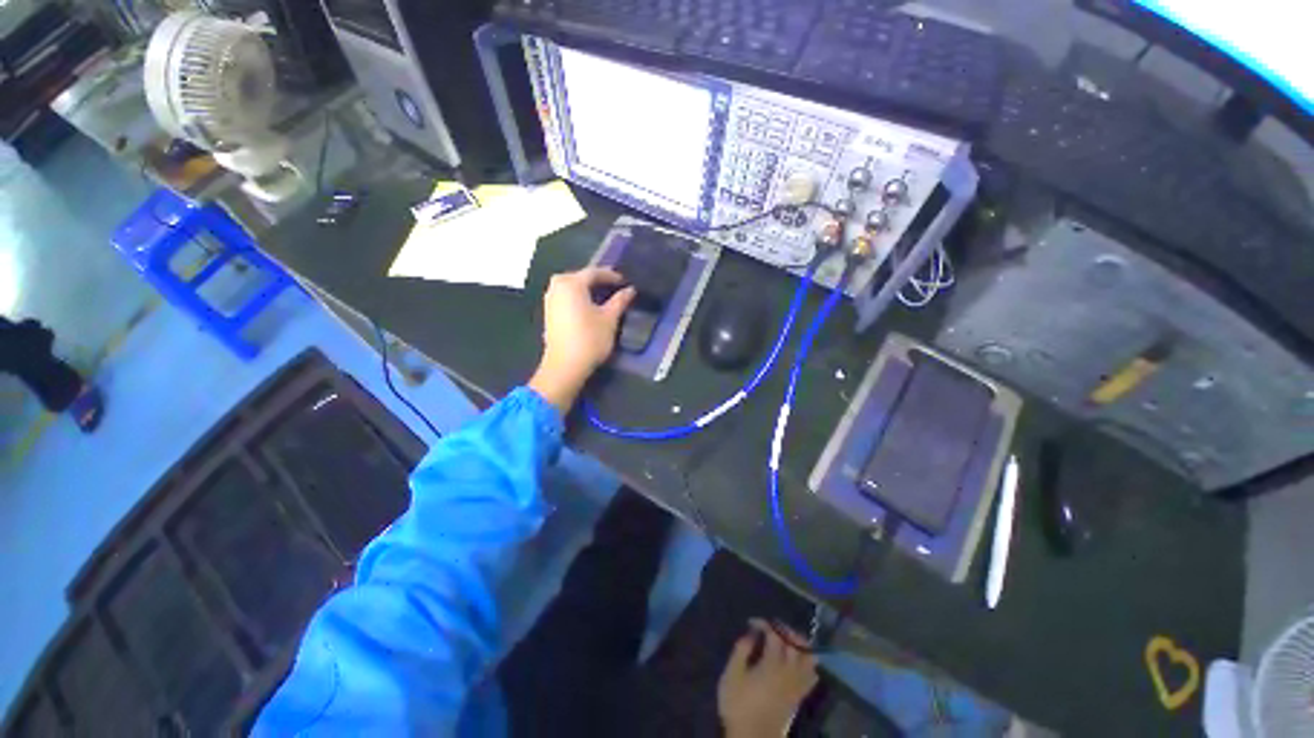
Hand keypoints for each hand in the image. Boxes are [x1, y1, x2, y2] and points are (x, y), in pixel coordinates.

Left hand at [529, 267, 634, 412]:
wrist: (565, 366)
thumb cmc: (590, 339)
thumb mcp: (609, 319)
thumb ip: (620, 301)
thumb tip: (630, 290)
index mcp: (571, 284)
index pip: (594, 272)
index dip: (610, 275)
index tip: (624, 281)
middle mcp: (557, 287)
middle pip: (580, 278)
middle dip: (598, 281)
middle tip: (615, 287)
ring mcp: (550, 300)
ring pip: (572, 288)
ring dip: (587, 290)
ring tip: (604, 297)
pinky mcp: (548, 313)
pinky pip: (566, 297)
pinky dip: (578, 298)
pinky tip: (590, 307)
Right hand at [717, 619, 818, 737]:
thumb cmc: (738, 705)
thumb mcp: (731, 675)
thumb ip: (741, 650)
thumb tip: (750, 634)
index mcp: (771, 665)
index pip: (775, 635)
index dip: (764, 624)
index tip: (752, 623)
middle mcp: (788, 672)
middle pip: (795, 643)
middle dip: (784, 630)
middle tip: (771, 627)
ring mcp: (796, 685)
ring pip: (808, 658)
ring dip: (800, 645)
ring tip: (787, 640)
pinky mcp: (799, 696)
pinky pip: (812, 676)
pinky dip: (808, 664)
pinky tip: (797, 661)